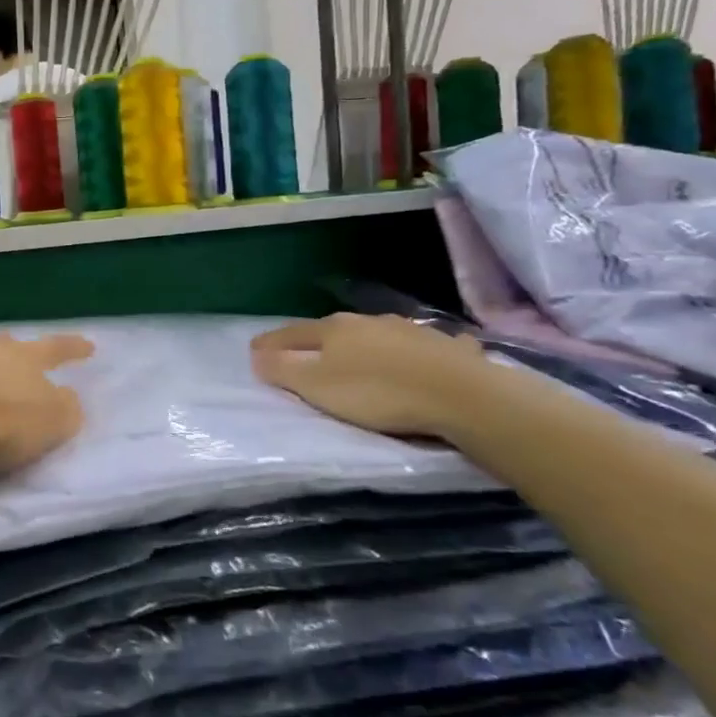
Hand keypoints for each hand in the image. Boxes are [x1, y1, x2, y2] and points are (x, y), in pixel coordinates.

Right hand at [252, 313, 488, 439]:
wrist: (462, 395)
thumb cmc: (379, 393)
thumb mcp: (318, 387)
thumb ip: (284, 370)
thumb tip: (256, 354)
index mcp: (333, 329)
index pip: (292, 333)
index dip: (271, 343)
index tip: (253, 350)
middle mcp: (367, 321)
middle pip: (331, 330)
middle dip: (315, 341)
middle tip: (302, 353)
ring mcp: (409, 330)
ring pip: (375, 334)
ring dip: (362, 344)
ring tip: (357, 356)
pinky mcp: (444, 346)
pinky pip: (420, 346)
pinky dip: (412, 351)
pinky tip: (421, 356)